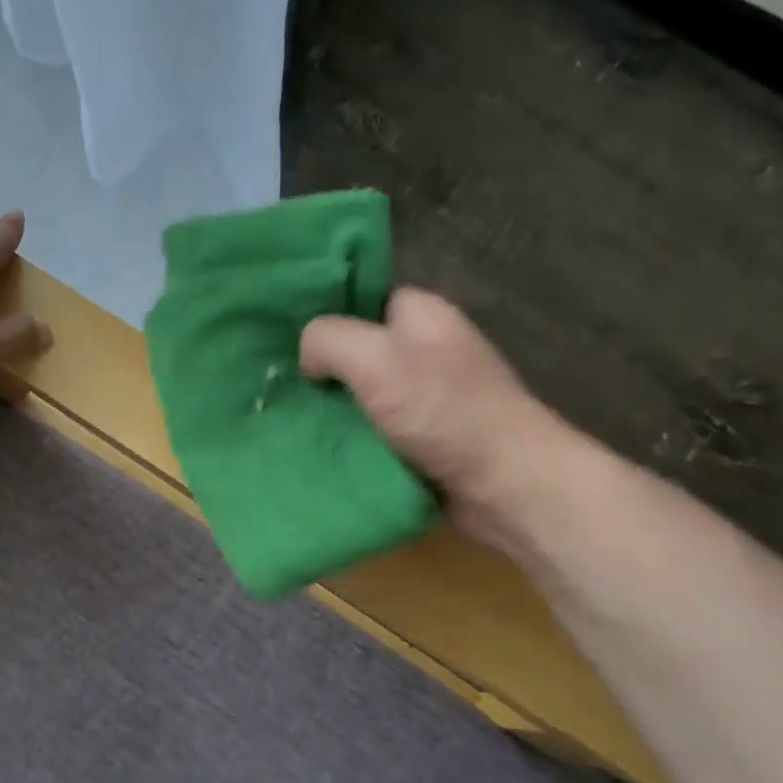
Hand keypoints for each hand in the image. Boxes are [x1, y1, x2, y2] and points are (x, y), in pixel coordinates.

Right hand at [300, 288, 562, 550]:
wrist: (504, 486)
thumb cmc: (442, 411)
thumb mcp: (374, 359)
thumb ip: (328, 339)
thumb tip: (308, 357)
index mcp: (421, 314)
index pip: (362, 297)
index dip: (325, 314)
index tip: (284, 337)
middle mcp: (424, 349)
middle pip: (358, 348)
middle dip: (320, 367)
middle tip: (278, 384)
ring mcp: (425, 397)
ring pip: (361, 393)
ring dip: (331, 409)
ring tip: (286, 417)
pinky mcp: (422, 438)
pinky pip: (372, 429)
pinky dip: (349, 438)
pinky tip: (315, 446)